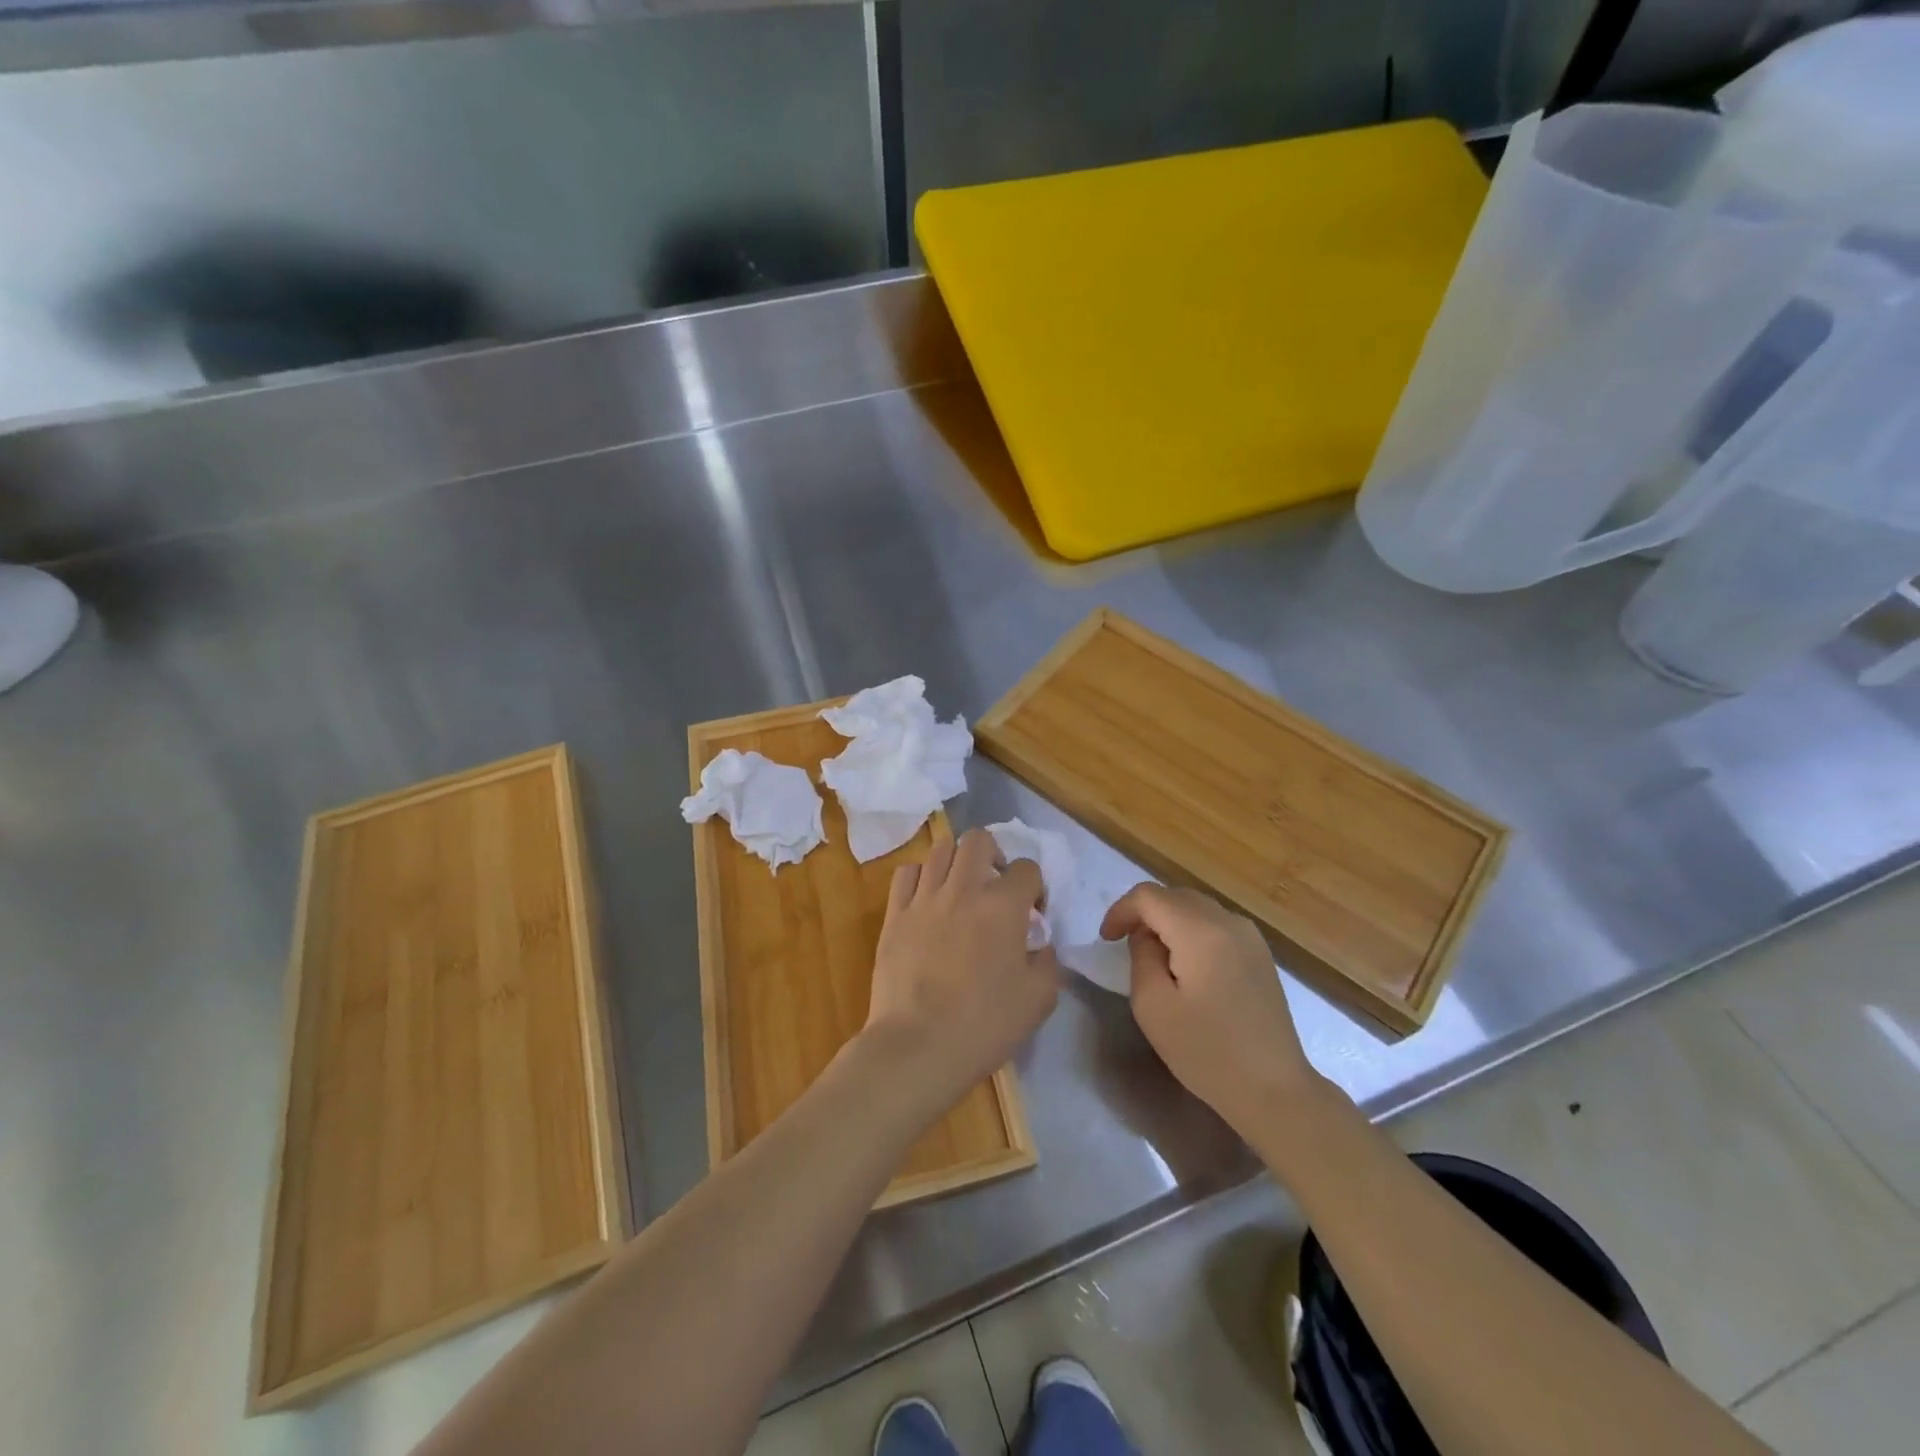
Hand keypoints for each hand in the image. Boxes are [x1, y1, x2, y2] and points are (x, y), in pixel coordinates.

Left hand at [863, 828, 1057, 1111]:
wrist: (919, 1046)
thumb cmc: (985, 1024)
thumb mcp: (1039, 1000)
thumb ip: (1047, 963)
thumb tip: (1040, 946)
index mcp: (1003, 906)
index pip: (1027, 868)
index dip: (1035, 887)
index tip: (1034, 912)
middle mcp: (963, 889)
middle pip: (978, 839)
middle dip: (994, 855)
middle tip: (995, 887)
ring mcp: (924, 898)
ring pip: (939, 849)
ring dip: (956, 862)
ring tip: (960, 889)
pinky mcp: (894, 914)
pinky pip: (906, 873)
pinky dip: (920, 877)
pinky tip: (926, 899)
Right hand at [1100, 884, 1318, 1135]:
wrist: (1274, 1090)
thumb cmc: (1207, 1052)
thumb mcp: (1153, 1006)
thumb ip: (1141, 956)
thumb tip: (1147, 936)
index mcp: (1200, 931)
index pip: (1149, 896)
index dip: (1121, 910)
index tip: (1106, 940)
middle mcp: (1228, 922)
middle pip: (1174, 896)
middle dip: (1143, 913)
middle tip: (1123, 944)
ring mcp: (1250, 936)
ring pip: (1196, 907)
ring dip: (1168, 920)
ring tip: (1153, 955)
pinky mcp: (1260, 954)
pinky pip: (1216, 924)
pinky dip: (1191, 930)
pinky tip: (1186, 964)